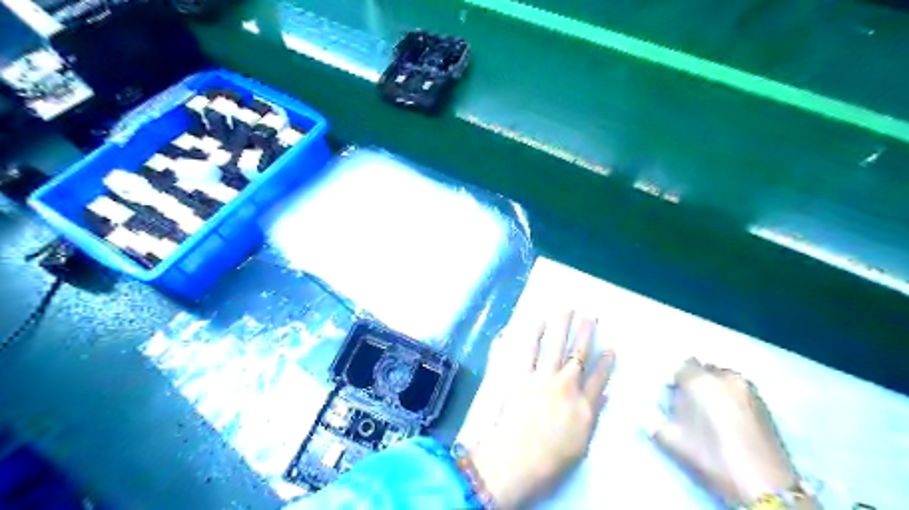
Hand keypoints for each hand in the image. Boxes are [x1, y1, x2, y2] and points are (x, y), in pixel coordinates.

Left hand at [468, 312, 617, 507]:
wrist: (517, 461)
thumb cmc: (550, 461)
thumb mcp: (581, 444)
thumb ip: (592, 415)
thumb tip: (605, 395)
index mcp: (584, 406)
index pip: (599, 379)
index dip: (606, 362)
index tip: (611, 348)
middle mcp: (566, 386)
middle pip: (579, 355)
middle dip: (586, 333)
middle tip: (590, 316)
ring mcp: (543, 379)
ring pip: (556, 346)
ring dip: (562, 325)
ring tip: (567, 309)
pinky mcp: (521, 376)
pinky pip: (528, 350)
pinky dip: (533, 334)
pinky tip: (538, 321)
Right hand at [654, 360, 817, 506]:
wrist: (764, 487)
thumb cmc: (710, 457)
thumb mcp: (669, 439)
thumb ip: (653, 417)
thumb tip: (650, 409)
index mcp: (698, 380)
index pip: (680, 365)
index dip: (673, 379)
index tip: (670, 394)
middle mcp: (724, 376)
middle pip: (703, 368)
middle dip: (694, 380)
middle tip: (688, 402)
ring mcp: (747, 388)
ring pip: (722, 377)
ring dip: (713, 387)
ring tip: (709, 411)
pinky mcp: (764, 404)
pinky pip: (738, 390)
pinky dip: (729, 396)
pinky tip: (727, 418)